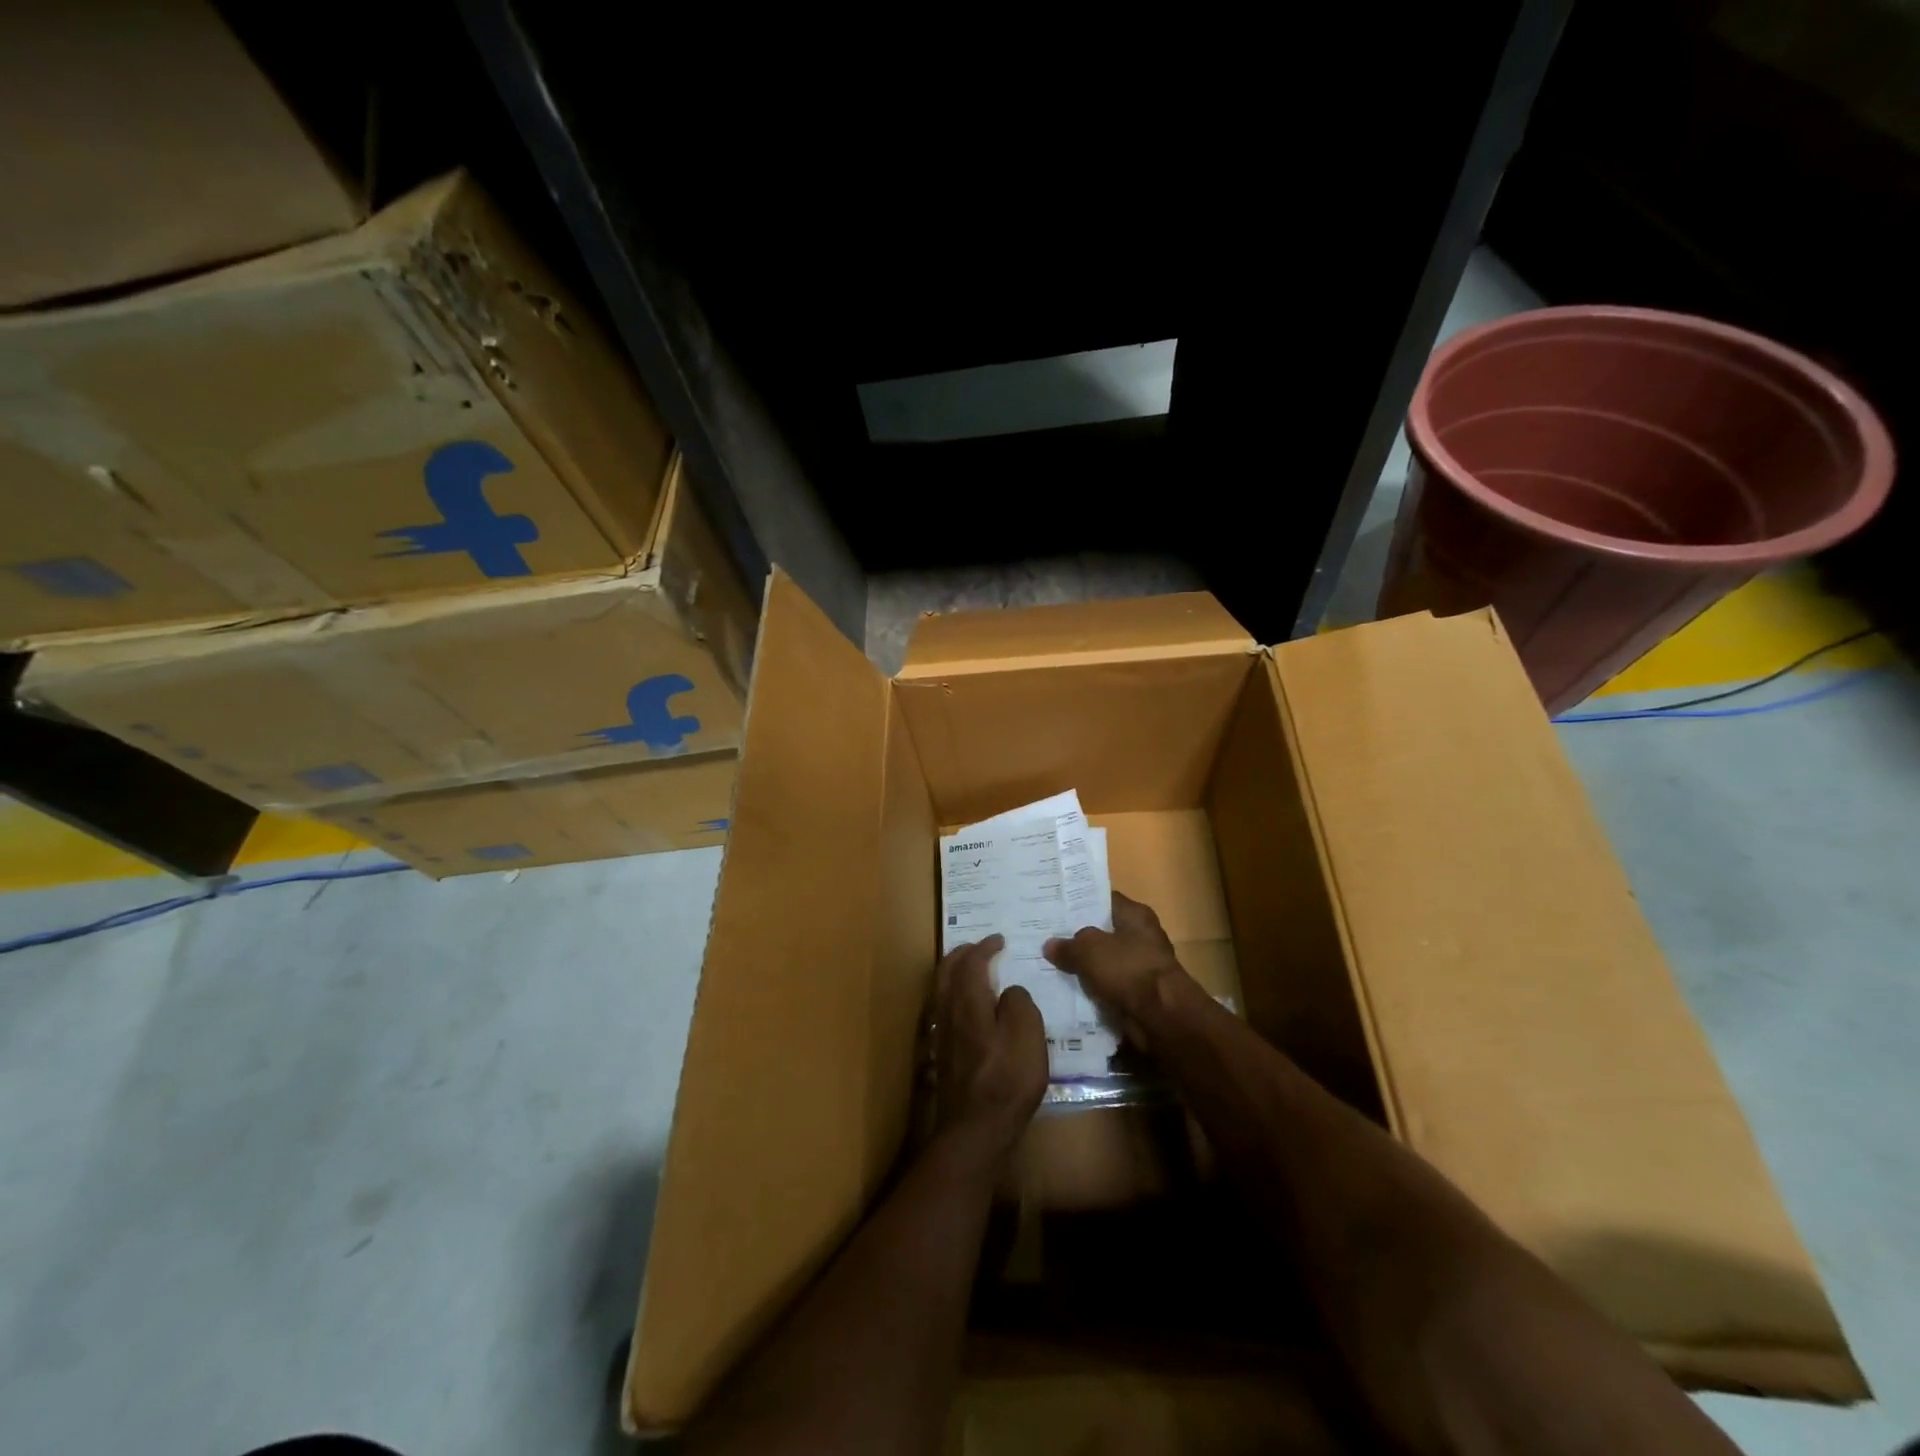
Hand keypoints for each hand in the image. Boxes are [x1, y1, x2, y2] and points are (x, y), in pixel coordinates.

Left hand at [932, 935, 1047, 1166]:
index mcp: (968, 1002)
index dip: (985, 947)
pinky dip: (951, 994)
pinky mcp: (941, 1054)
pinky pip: (942, 1008)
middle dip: (961, 954)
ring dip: (953, 972)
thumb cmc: (1006, 1082)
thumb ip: (1019, 1004)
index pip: (972, 963)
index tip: (998, 939)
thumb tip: (1009, 991)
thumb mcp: (1028, 1037)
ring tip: (968, 969)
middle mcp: (948, 1012)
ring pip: (940, 990)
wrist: (974, 1131)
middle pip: (946, 971)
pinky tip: (963, 1007)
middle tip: (977, 946)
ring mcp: (940, 1034)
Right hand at [1043, 892, 1186, 1050]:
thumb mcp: (1088, 950)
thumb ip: (1067, 945)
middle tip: (1046, 937)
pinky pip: (1108, 985)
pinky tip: (1068, 988)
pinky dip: (1093, 988)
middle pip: (1102, 931)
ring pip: (1104, 961)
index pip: (1102, 900)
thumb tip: (1050, 945)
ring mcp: (1141, 965)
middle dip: (1077, 937)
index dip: (1078, 903)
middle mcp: (1141, 935)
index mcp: (1135, 914)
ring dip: (1084, 966)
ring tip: (1051, 964)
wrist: (1160, 1017)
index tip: (1054, 908)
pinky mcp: (1139, 992)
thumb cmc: (1127, 969)